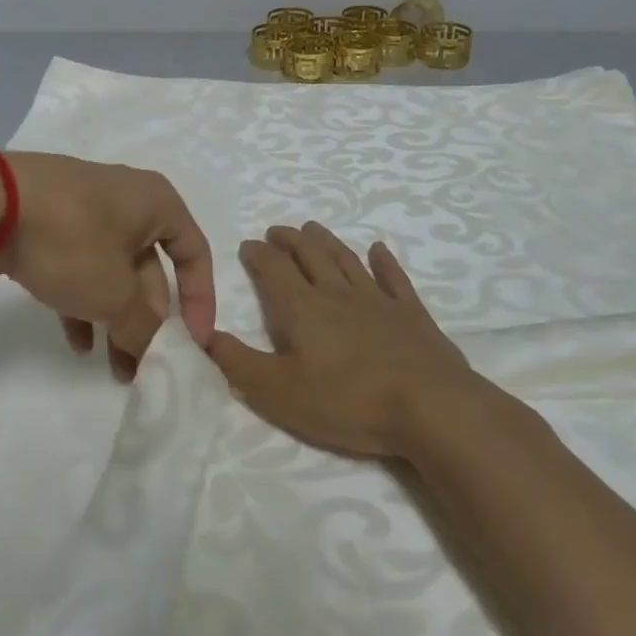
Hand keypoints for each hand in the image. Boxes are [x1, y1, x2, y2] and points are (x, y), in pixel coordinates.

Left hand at [0, 153, 215, 379]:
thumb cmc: (72, 240)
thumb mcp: (115, 293)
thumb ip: (142, 328)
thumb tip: (149, 349)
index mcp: (157, 203)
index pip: (195, 253)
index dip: (200, 301)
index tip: (194, 343)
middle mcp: (127, 201)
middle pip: (151, 268)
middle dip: (148, 320)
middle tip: (143, 365)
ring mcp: (85, 210)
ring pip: (113, 271)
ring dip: (116, 319)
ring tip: (114, 368)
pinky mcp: (50, 223)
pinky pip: (79, 266)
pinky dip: (83, 303)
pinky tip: (77, 343)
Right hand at [201, 222, 474, 456]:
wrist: (430, 407)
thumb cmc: (347, 402)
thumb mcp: (279, 393)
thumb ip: (239, 363)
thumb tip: (206, 334)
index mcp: (303, 309)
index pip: (273, 270)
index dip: (258, 255)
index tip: (248, 246)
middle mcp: (337, 293)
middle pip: (309, 255)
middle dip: (290, 240)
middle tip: (278, 230)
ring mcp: (378, 300)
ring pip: (346, 259)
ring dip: (327, 242)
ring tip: (314, 228)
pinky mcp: (412, 315)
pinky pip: (394, 278)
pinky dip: (384, 261)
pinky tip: (379, 249)